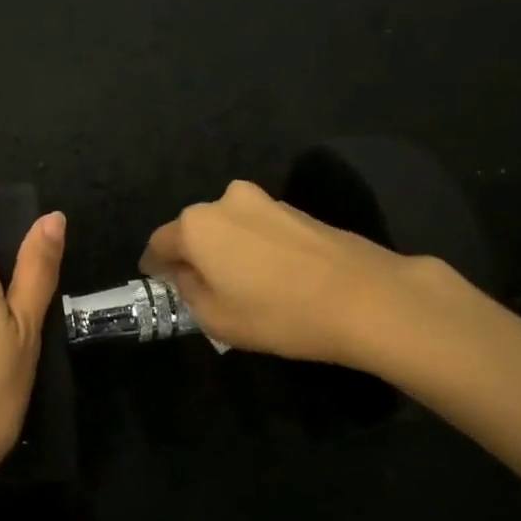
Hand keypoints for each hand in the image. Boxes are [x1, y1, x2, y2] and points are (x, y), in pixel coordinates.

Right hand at [140, 179, 457, 371]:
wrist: (366, 297)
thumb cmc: (278, 313)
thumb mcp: (217, 318)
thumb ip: (190, 292)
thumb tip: (186, 275)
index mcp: (197, 225)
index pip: (160, 243)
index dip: (155, 266)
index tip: (159, 283)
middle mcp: (226, 201)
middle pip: (195, 230)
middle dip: (193, 256)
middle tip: (201, 288)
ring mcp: (266, 201)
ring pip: (230, 227)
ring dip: (227, 250)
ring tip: (241, 284)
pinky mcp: (298, 210)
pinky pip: (260, 229)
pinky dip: (255, 248)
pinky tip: (272, 276)